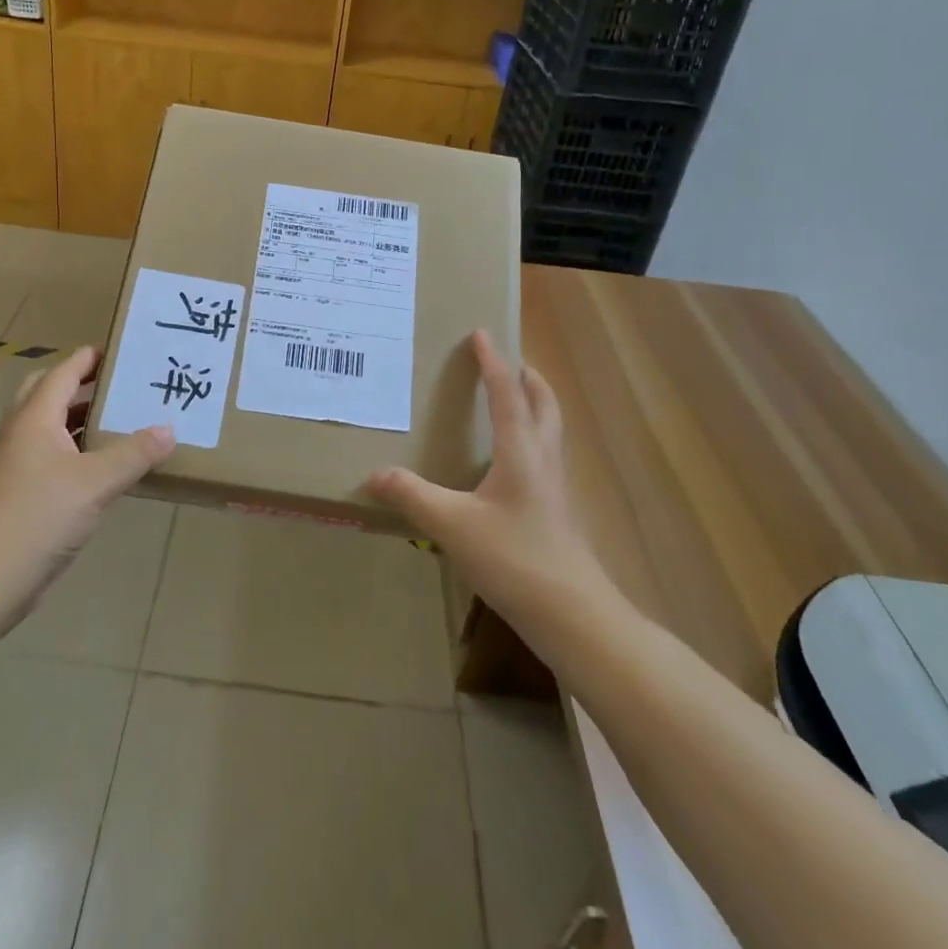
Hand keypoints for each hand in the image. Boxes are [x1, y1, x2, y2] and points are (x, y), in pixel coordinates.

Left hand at [0, 346, 174, 621]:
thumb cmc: (38, 518)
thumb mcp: (96, 483)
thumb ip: (135, 453)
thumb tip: (169, 429)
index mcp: (35, 418)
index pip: (64, 372)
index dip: (91, 357)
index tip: (124, 349)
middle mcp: (22, 432)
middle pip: (50, 392)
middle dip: (83, 383)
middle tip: (121, 383)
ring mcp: (18, 464)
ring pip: (52, 426)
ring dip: (82, 418)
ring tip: (123, 418)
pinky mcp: (22, 492)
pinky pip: (54, 455)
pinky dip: (79, 449)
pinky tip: (108, 465)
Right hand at [367, 331, 611, 633]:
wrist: (573, 614)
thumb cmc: (514, 559)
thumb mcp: (453, 526)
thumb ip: (413, 496)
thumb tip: (375, 474)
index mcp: (521, 452)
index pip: (507, 394)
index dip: (493, 363)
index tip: (482, 334)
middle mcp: (543, 460)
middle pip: (544, 405)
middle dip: (528, 378)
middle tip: (509, 363)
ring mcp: (555, 487)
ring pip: (550, 430)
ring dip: (535, 405)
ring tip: (513, 400)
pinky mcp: (557, 511)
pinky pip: (546, 456)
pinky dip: (533, 437)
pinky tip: (512, 462)